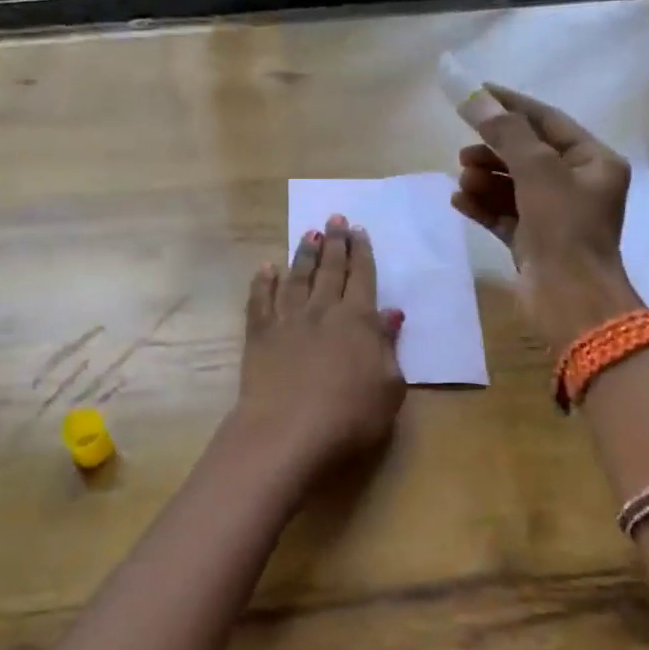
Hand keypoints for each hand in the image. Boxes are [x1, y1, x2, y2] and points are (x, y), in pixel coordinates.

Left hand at [234, 215, 406, 476]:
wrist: (288, 431)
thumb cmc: (350, 416)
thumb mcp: (389, 387)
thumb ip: (388, 347)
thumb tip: (390, 314)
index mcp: (357, 320)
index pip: (362, 277)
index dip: (362, 253)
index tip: (359, 230)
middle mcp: (322, 311)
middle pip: (330, 270)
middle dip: (335, 242)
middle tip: (335, 218)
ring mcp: (287, 320)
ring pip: (297, 278)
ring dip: (304, 254)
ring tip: (309, 234)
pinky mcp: (259, 335)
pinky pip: (260, 300)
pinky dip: (263, 281)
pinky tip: (266, 267)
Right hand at [451, 84, 642, 347]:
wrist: (570, 301)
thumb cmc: (564, 229)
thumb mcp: (538, 171)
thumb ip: (506, 133)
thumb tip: (474, 98)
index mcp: (594, 163)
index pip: (548, 122)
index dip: (511, 106)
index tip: (476, 93)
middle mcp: (577, 186)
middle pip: (527, 154)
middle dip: (493, 150)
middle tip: (463, 152)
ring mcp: (554, 217)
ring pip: (513, 186)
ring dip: (485, 179)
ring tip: (461, 179)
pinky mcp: (533, 242)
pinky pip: (504, 214)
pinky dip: (482, 205)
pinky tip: (458, 200)